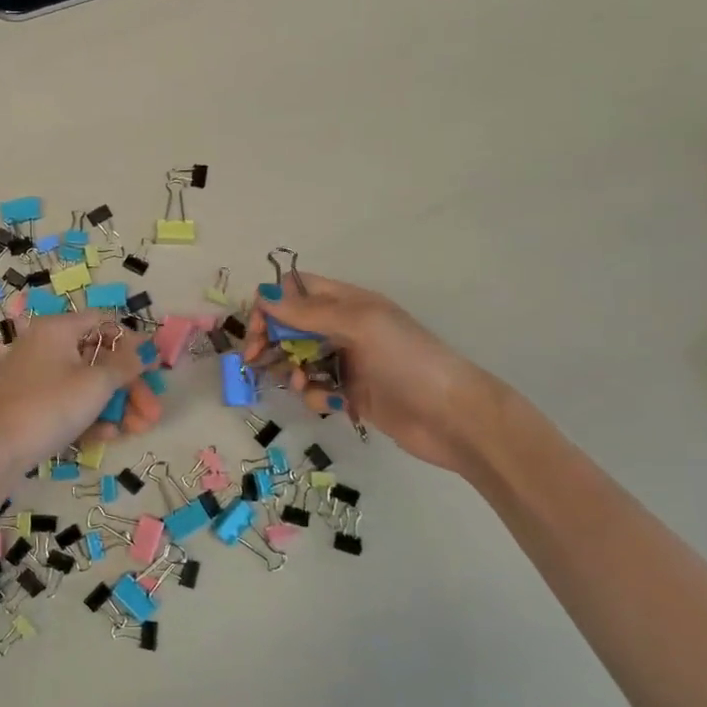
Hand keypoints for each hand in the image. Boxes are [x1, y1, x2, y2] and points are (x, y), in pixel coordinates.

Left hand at [0, 311, 153, 474]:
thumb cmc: (51, 406)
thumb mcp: (96, 384)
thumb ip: (126, 365)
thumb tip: (148, 350)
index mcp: (57, 328)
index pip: (104, 322)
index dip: (133, 343)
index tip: (154, 367)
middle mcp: (44, 344)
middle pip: (98, 358)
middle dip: (130, 386)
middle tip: (152, 411)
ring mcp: (35, 374)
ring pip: (85, 383)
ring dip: (115, 405)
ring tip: (138, 430)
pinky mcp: (31, 401)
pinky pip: (68, 400)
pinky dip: (89, 414)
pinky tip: (107, 436)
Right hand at [243, 274, 502, 473]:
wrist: (453, 417)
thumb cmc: (408, 360)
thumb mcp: (359, 325)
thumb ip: (309, 312)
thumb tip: (263, 295)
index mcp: (348, 302)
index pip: (297, 289)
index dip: (272, 303)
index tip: (257, 327)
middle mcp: (344, 327)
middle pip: (291, 324)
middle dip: (270, 339)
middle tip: (253, 358)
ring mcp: (348, 361)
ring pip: (299, 358)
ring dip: (290, 369)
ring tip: (301, 383)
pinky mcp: (351, 394)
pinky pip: (317, 388)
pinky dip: (314, 394)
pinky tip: (328, 403)